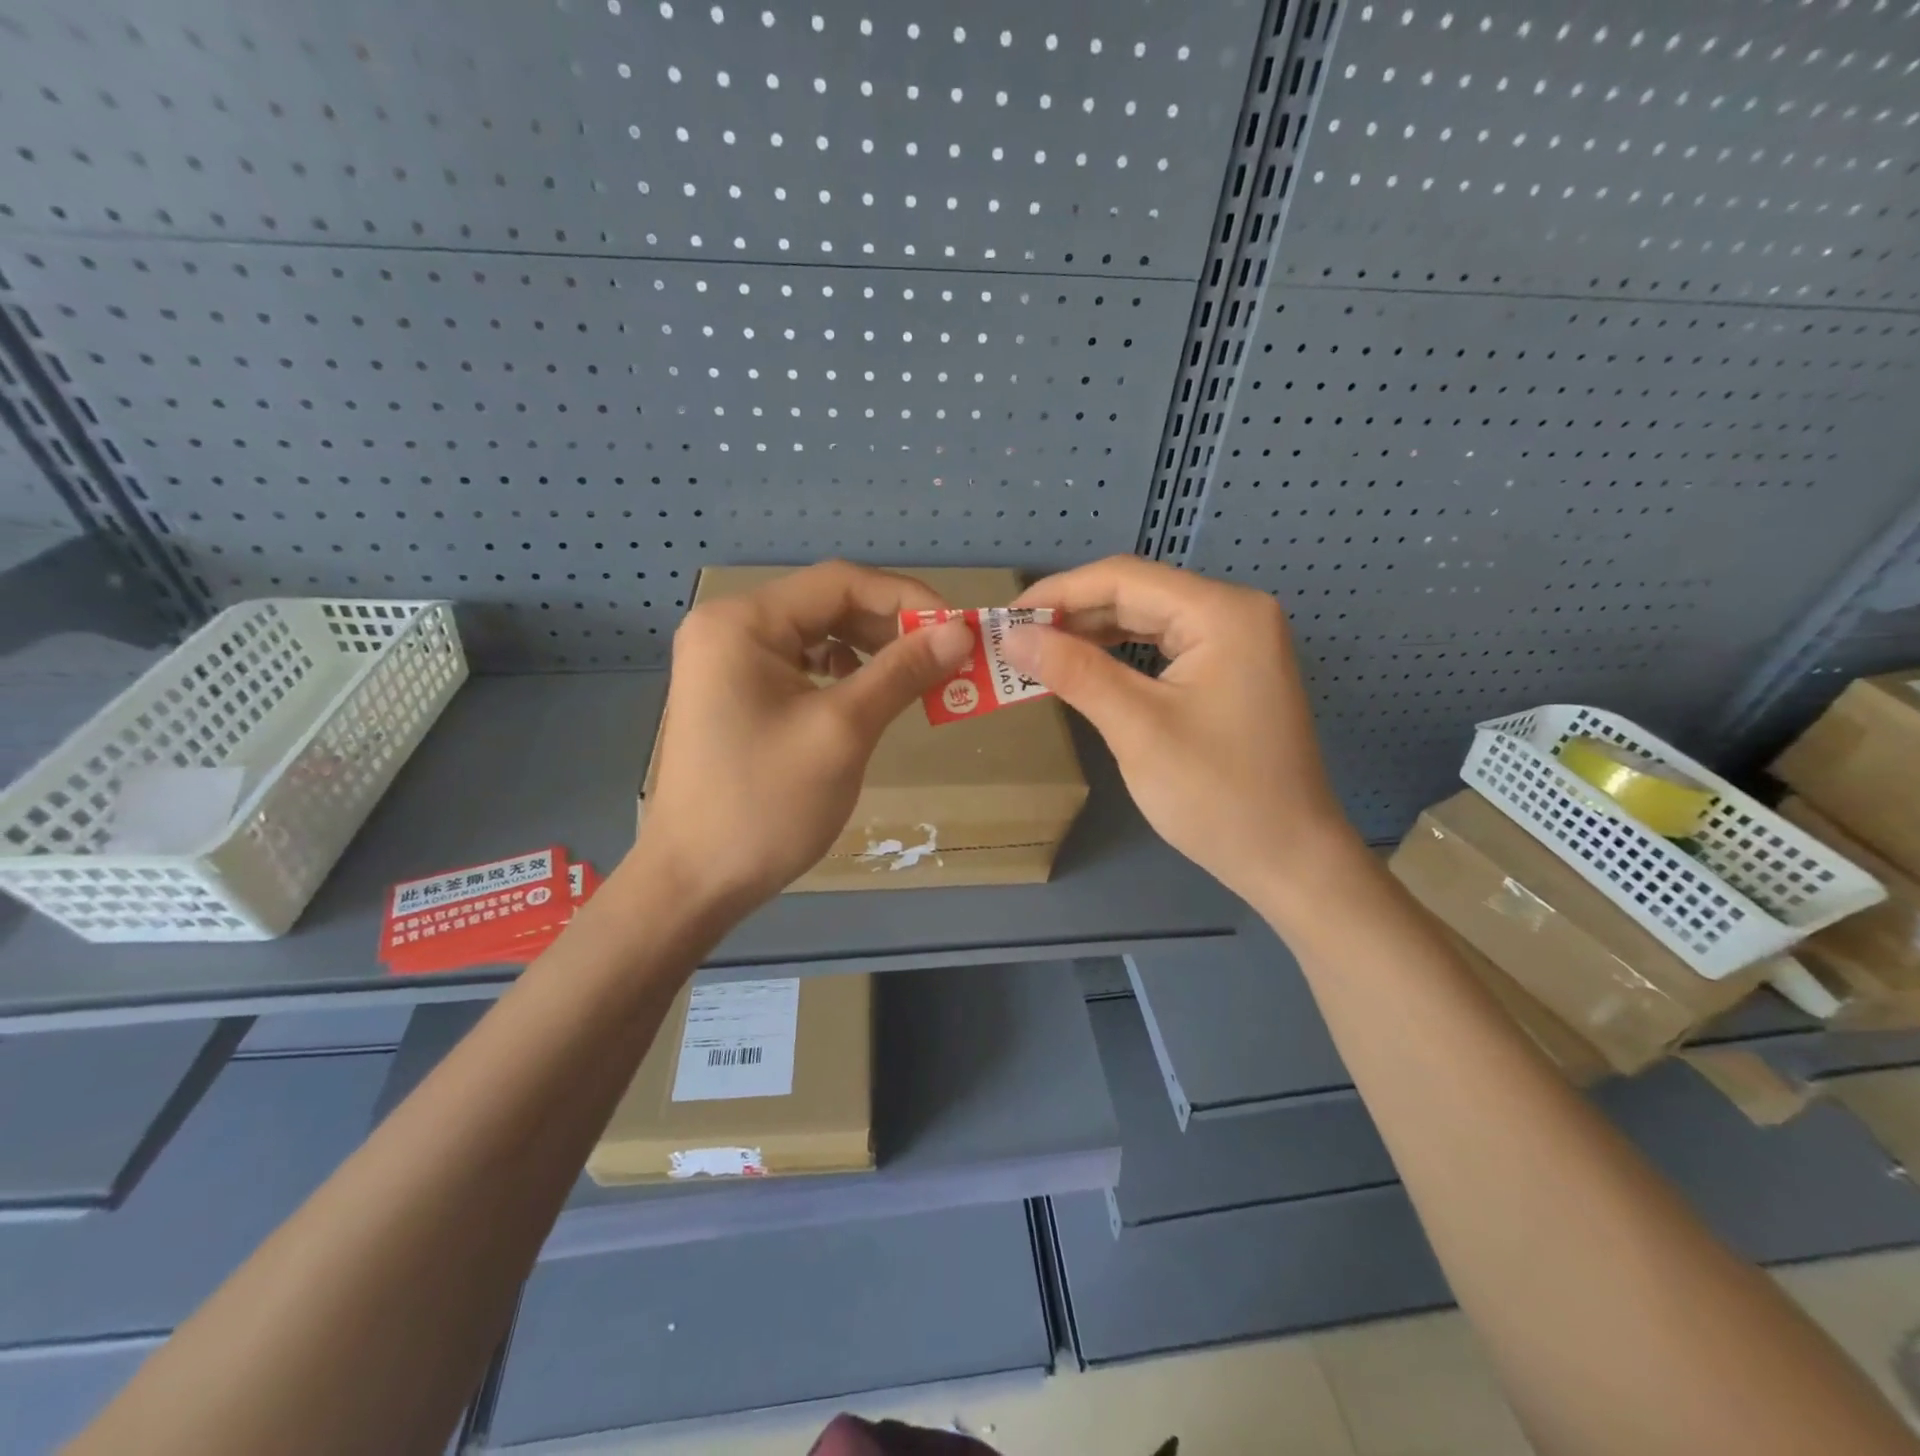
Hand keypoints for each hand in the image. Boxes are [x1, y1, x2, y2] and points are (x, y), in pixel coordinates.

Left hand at [638, 561, 973, 911]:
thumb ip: (902, 671)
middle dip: (893, 627)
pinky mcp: (735, 692)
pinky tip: (867, 695)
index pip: (840, 582)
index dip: (908, 598)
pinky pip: (801, 664)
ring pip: (818, 634)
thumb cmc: (766, 804)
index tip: (961, 628)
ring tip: (918, 676)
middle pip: (828, 604)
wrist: (695, 881)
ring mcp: (728, 661)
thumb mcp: (842, 732)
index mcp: (742, 622)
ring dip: (873, 650)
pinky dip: (843, 673)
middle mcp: (729, 627)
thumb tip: (961, 631)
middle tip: (949, 657)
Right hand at [1005, 557, 1359, 908]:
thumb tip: (1011, 636)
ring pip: (1148, 621)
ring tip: (1036, 653)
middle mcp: (1234, 613)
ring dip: (1091, 635)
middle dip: (1072, 615)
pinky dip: (1119, 657)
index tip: (1003, 618)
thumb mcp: (1138, 729)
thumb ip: (1075, 672)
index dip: (1057, 593)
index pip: (1124, 578)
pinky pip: (1163, 649)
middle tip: (1012, 641)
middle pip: (1137, 595)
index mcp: (1222, 612)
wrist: (1289, 860)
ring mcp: (1237, 643)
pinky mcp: (1230, 673)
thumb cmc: (1217, 794)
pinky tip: (1083, 668)